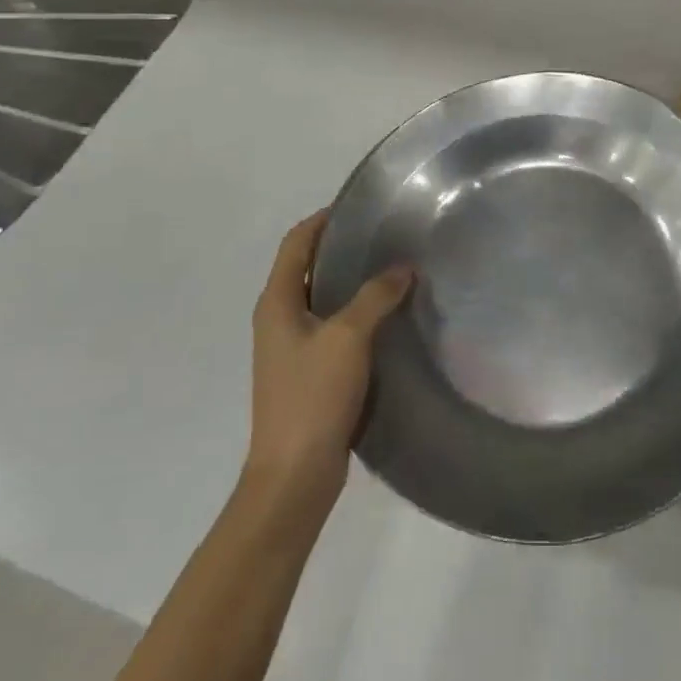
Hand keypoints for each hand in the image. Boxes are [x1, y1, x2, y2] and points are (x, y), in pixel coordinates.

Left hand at [243, 210, 412, 517]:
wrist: (295, 475)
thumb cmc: (313, 397)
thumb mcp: (348, 338)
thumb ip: (375, 296)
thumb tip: (403, 267)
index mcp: (277, 303)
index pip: (296, 243)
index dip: (322, 220)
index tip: (359, 206)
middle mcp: (278, 319)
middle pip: (306, 268)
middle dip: (341, 247)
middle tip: (384, 235)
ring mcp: (291, 348)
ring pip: (321, 298)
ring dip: (350, 281)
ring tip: (392, 269)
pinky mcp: (308, 372)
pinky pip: (332, 327)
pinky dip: (355, 312)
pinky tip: (387, 316)